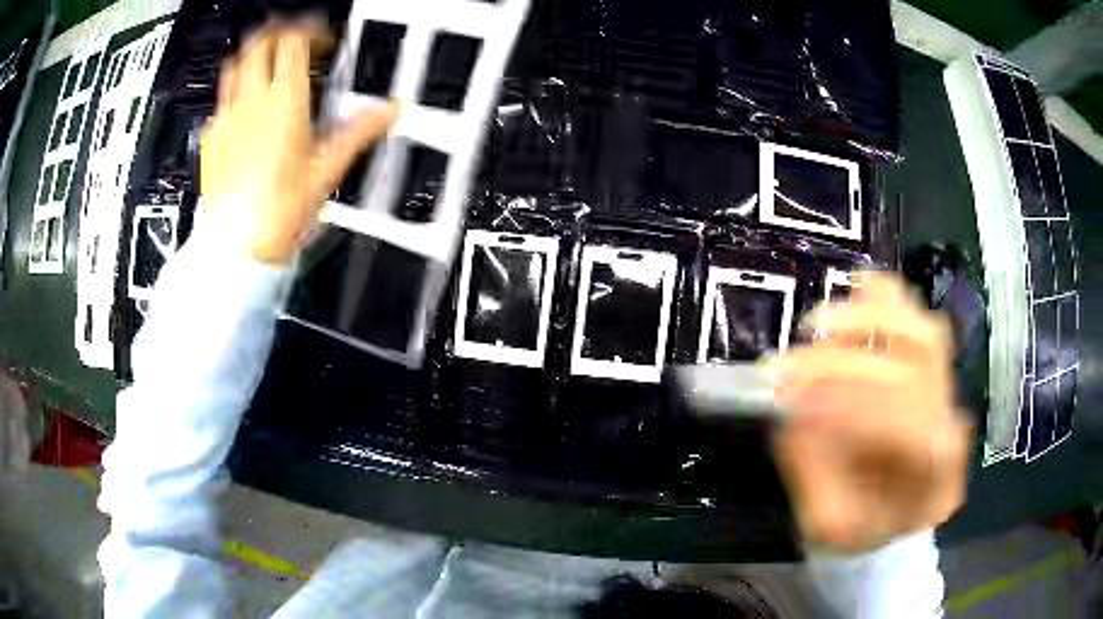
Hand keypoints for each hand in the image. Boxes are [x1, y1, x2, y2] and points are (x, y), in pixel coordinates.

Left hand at [200, 23, 394, 264]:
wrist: (236, 246)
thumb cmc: (277, 212)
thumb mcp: (327, 170)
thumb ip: (359, 131)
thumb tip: (390, 110)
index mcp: (283, 101)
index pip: (295, 41)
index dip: (311, 31)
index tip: (322, 41)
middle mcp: (251, 101)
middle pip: (261, 43)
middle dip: (281, 33)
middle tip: (295, 42)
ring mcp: (227, 118)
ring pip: (236, 64)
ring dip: (255, 55)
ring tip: (269, 64)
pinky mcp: (212, 138)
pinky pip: (222, 99)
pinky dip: (236, 92)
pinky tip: (247, 109)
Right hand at [772, 272, 972, 554]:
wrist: (896, 518)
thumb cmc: (863, 529)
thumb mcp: (829, 523)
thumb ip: (814, 469)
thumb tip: (792, 406)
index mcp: (935, 478)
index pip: (908, 424)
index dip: (852, 405)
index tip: (794, 399)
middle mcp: (953, 424)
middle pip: (919, 370)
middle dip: (849, 360)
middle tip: (793, 363)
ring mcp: (950, 392)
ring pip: (925, 333)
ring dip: (871, 318)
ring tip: (821, 322)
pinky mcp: (936, 370)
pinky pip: (921, 318)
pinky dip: (892, 297)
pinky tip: (858, 286)